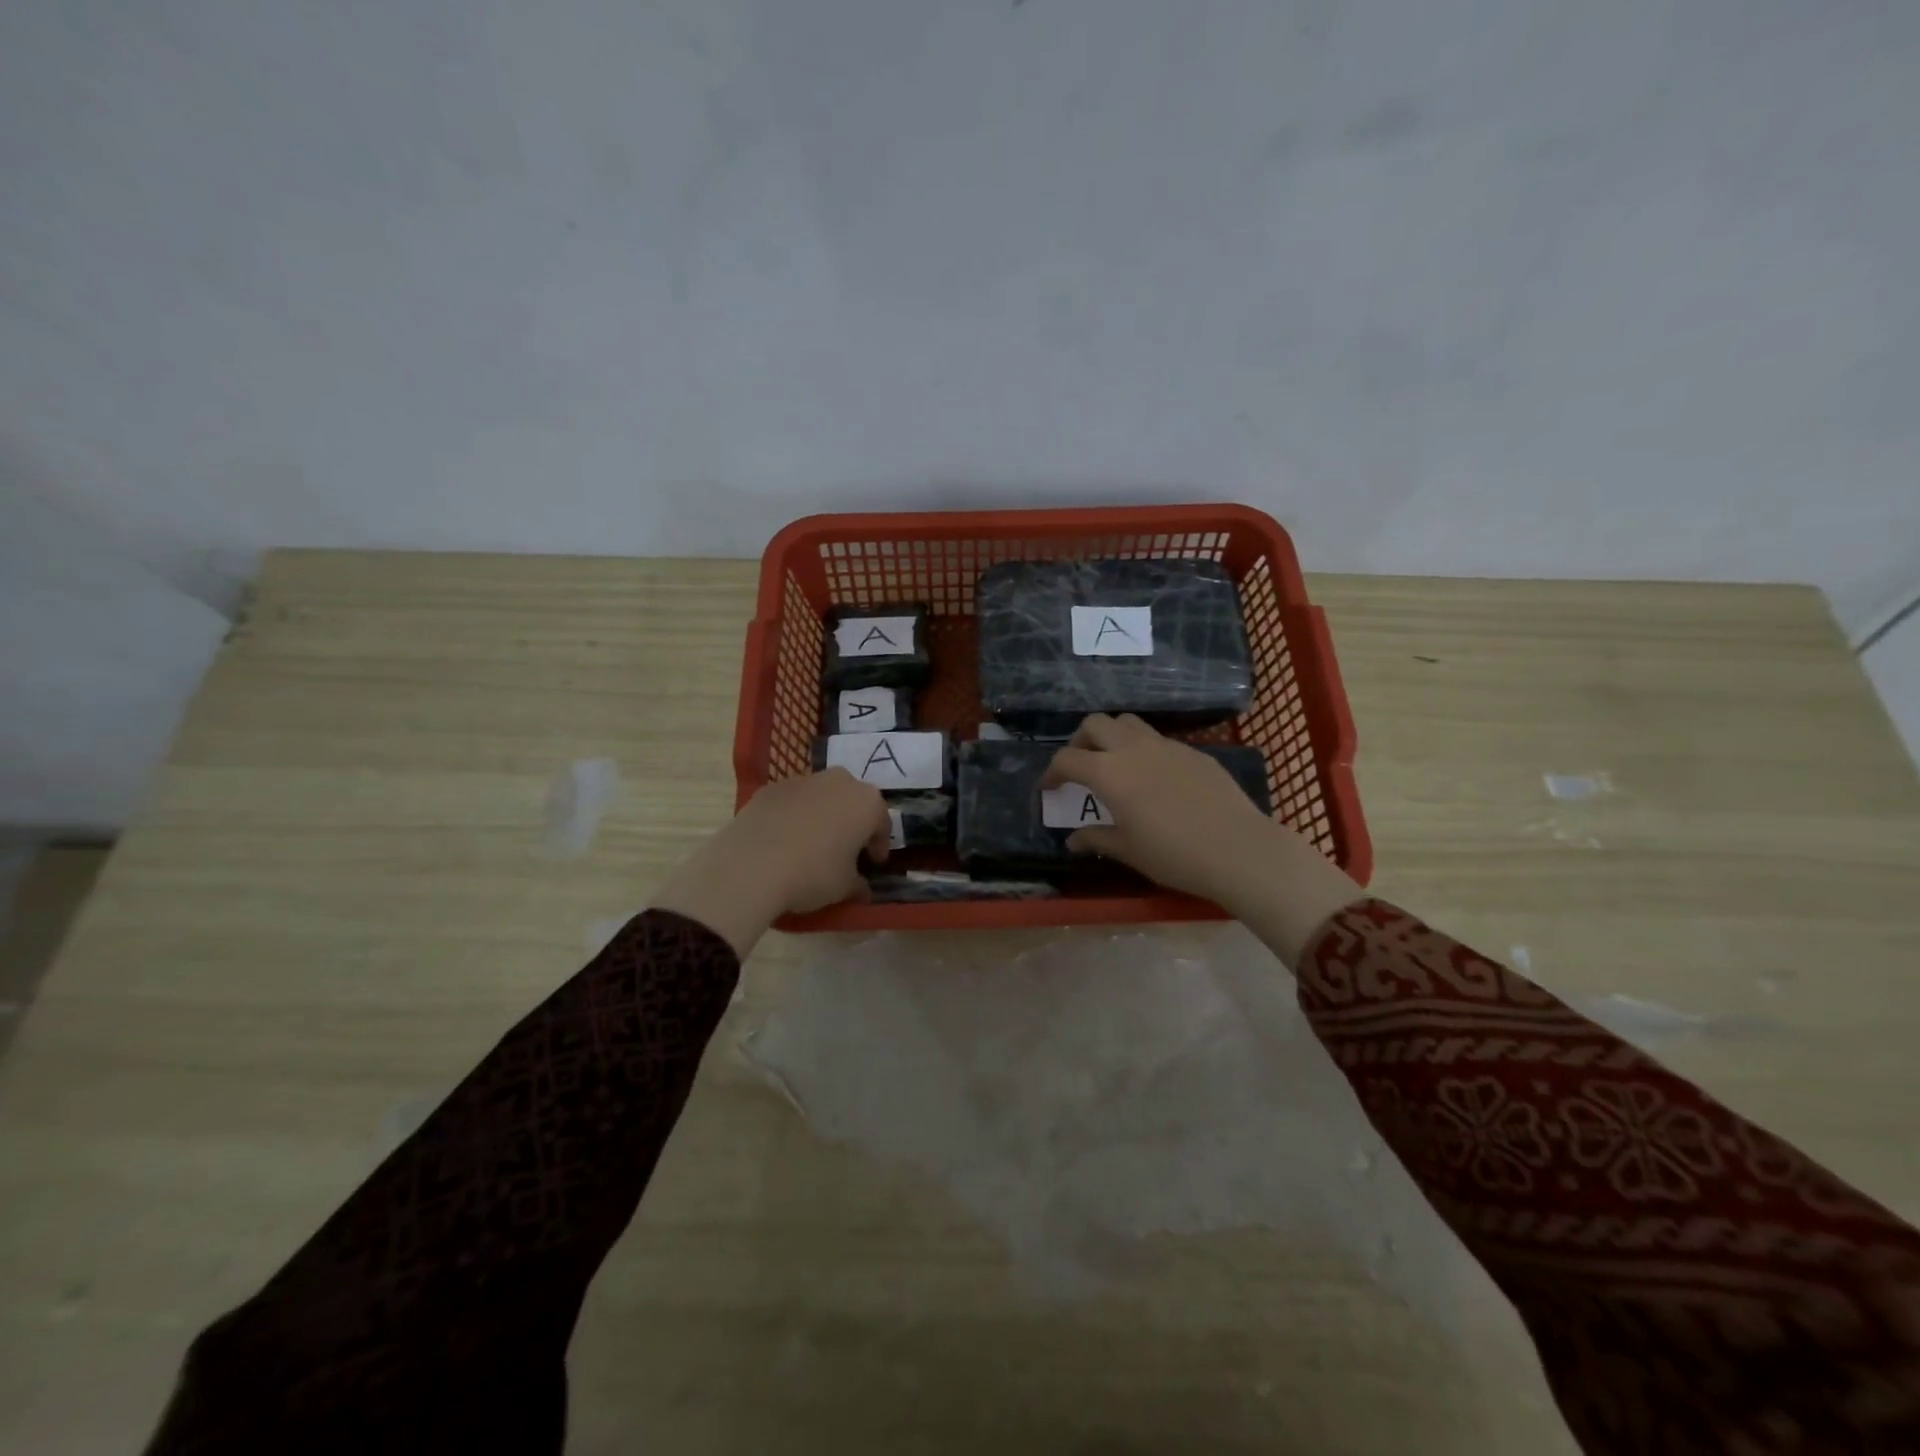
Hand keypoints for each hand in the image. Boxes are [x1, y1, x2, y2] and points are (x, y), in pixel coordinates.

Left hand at [650, 769, 890, 956]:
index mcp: (866, 802)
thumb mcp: (845, 887)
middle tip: (845, 850)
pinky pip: (792, 802)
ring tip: (812, 845)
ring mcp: (802, 780)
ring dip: (823, 816)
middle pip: (853, 801)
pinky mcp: (771, 788)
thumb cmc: (813, 874)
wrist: (751, 865)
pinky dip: (793, 816)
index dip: (878, 845)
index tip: (872, 863)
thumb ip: (859, 883)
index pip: (881, 823)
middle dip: (852, 822)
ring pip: (822, 797)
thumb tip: (862, 887)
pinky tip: (783, 840)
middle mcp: (839, 781)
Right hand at [1041, 714, 1361, 963]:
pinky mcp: (1193, 751)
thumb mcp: (1129, 851)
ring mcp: (1166, 746)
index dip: (1051, 772)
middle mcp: (1133, 749)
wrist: (1238, 849)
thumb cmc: (1174, 855)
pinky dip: (1144, 750)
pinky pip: (1159, 740)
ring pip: (1128, 723)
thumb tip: (1072, 840)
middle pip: (1095, 724)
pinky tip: (1155, 779)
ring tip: (1115, 764)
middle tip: (1081, 768)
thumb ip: (1096, 839)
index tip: (1049, 788)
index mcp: (1109, 773)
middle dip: (1080, 741)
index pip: (1067, 759)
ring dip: (1112, 736)